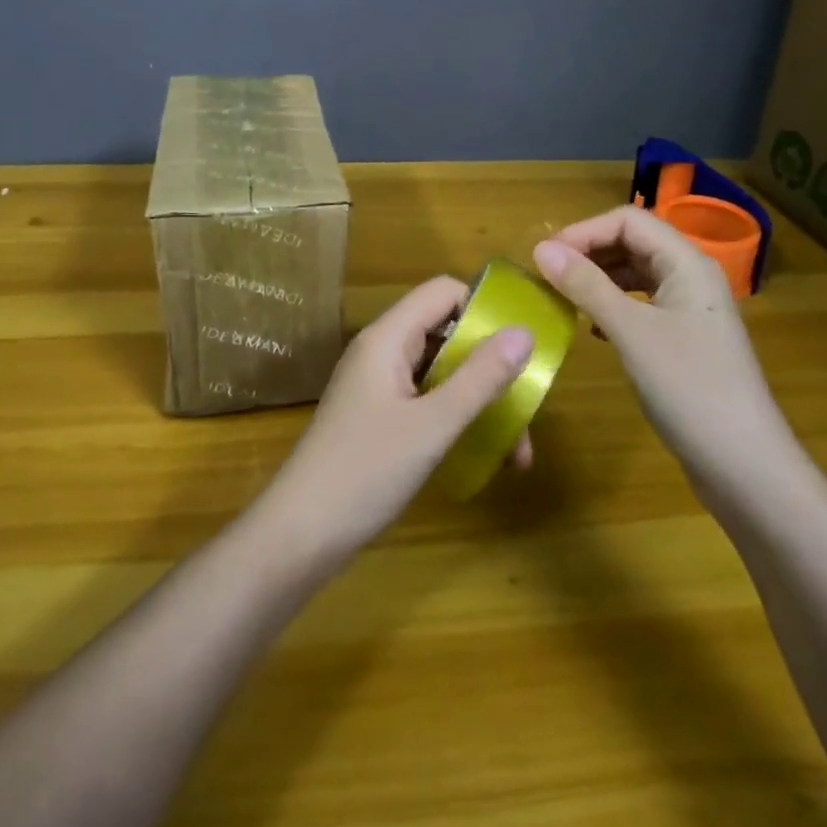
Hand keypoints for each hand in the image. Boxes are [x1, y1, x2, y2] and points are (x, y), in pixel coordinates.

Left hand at [261, 277, 534, 561]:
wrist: (300, 534)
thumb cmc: (366, 472)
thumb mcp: (433, 425)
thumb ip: (480, 378)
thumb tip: (525, 332)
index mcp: (388, 338)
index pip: (443, 292)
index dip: (483, 309)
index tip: (521, 346)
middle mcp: (381, 351)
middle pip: (445, 332)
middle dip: (489, 366)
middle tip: (526, 407)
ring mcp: (377, 384)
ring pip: (440, 371)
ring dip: (478, 400)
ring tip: (516, 453)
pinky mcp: (377, 415)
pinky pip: (426, 398)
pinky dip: (455, 417)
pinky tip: (481, 455)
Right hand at [533, 206, 799, 495]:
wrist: (746, 468)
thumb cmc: (690, 388)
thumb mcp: (631, 332)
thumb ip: (586, 285)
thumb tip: (540, 248)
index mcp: (687, 263)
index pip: (628, 221)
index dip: (585, 231)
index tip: (546, 257)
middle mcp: (691, 278)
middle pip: (633, 242)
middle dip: (589, 252)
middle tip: (549, 276)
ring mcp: (690, 311)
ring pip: (636, 274)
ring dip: (598, 279)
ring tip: (564, 298)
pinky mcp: (685, 341)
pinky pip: (641, 305)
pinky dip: (612, 306)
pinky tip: (593, 328)